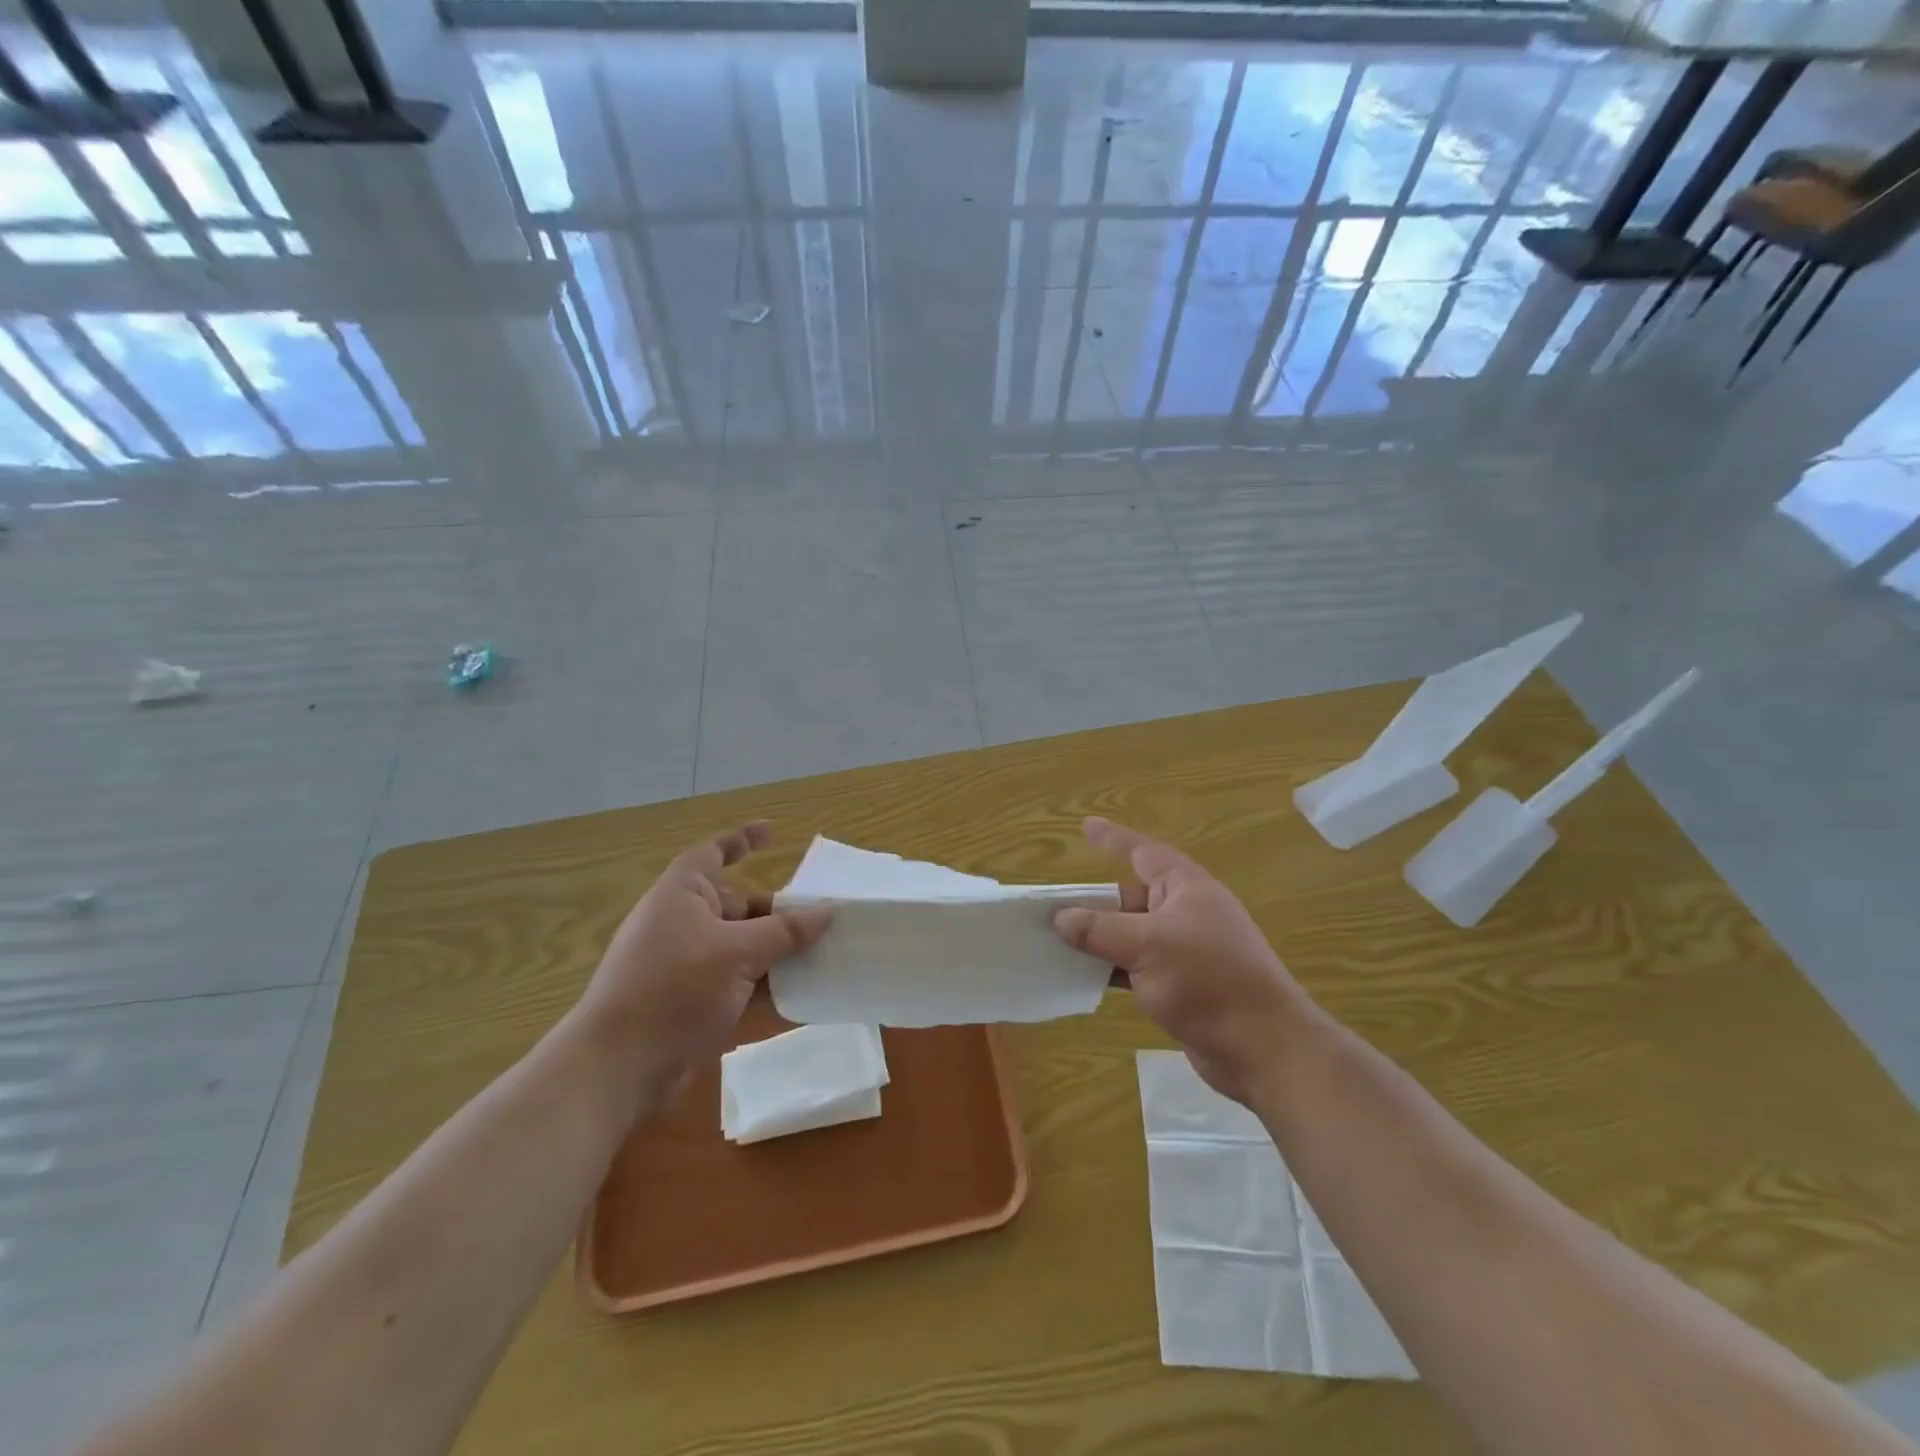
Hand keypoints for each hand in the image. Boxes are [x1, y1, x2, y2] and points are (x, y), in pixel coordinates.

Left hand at [577, 822, 830, 1107]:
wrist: (618, 1068)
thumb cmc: (675, 989)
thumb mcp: (738, 953)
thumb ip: (785, 931)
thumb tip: (827, 911)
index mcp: (682, 895)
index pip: (713, 853)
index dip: (741, 839)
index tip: (772, 832)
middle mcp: (682, 923)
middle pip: (737, 905)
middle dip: (778, 911)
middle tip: (822, 916)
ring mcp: (686, 965)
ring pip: (741, 946)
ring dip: (777, 950)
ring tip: (823, 953)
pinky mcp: (690, 1002)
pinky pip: (736, 981)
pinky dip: (764, 984)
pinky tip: (799, 993)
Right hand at [1052, 817, 1306, 1105]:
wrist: (1263, 1047)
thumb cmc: (1207, 980)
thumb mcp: (1146, 946)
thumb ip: (1099, 929)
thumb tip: (1060, 918)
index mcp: (1186, 888)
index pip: (1142, 851)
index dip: (1112, 838)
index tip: (1085, 826)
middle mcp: (1186, 912)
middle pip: (1131, 897)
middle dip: (1094, 902)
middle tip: (1052, 906)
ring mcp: (1186, 951)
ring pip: (1131, 935)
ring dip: (1099, 939)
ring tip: (1055, 941)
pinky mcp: (1183, 985)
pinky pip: (1137, 966)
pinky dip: (1112, 968)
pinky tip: (1083, 977)